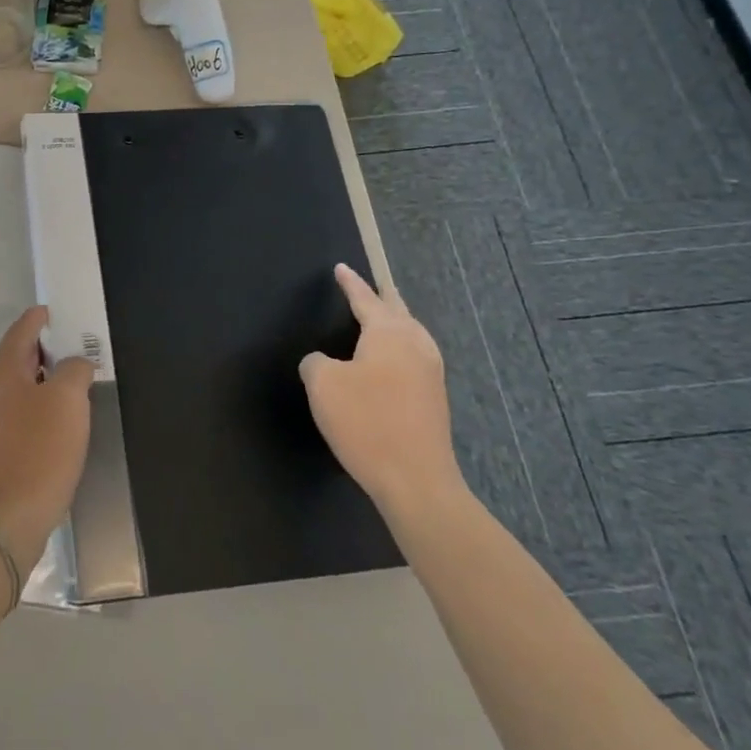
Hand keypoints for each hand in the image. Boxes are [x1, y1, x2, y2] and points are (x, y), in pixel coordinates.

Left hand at [0, 307, 92, 574]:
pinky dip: (36, 412)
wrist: (4, 519)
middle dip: (43, 352)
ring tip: (71, 388)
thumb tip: (75, 364)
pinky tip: (56, 428)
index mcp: (2, 373)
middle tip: (73, 350)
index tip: (55, 313)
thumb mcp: (67, 401)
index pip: (20, 331)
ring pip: (16, 391)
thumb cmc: (38, 451)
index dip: (39, 319)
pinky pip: (16, 419)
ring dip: (41, 384)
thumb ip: (74, 371)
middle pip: (16, 360)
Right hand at [300, 263, 467, 515]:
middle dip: (382, 297)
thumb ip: (316, 363)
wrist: (417, 482)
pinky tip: (390, 360)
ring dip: (395, 322)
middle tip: (371, 285)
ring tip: (383, 318)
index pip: (365, 299)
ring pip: (411, 334)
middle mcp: (415, 345)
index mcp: (389, 333)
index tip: (341, 268)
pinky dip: (400, 346)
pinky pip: (414, 356)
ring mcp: (431, 373)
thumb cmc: (366, 422)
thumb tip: (324, 362)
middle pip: (397, 311)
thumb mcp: (323, 385)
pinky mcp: (434, 399)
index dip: (350, 283)